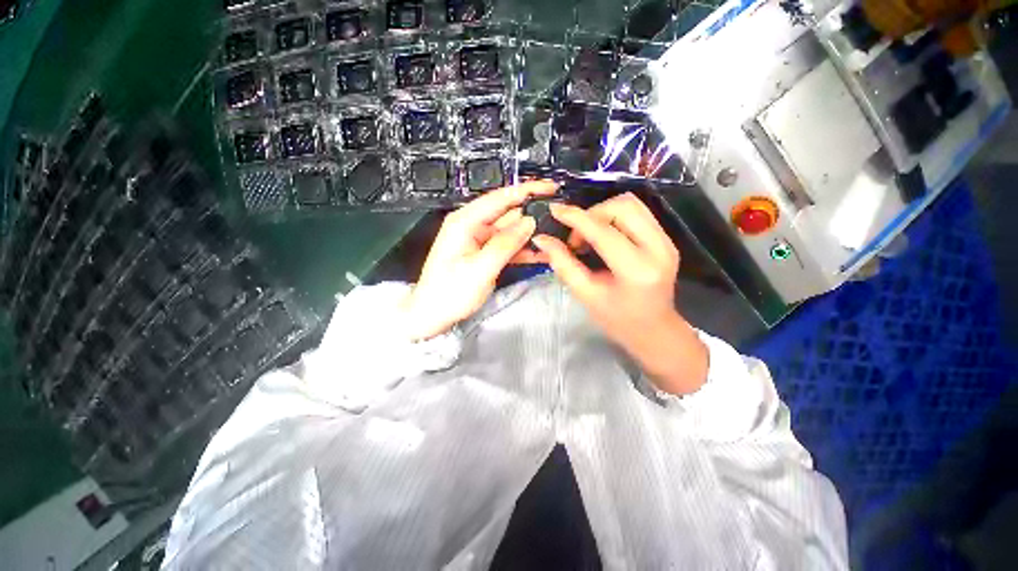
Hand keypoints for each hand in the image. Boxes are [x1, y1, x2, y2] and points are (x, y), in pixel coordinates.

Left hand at [400, 181, 557, 340]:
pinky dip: (521, 250)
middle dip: (532, 215)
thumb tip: (530, 221)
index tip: (551, 188)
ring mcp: (478, 240)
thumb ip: (505, 244)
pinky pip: (506, 246)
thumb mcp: (480, 269)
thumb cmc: (450, 293)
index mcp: (465, 221)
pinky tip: (540, 254)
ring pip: (510, 231)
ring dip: (530, 235)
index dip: (527, 190)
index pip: (500, 197)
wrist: (432, 315)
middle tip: (559, 220)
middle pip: (507, 213)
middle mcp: (472, 225)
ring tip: (555, 239)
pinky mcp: (483, 253)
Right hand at [532, 193, 708, 395]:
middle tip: (577, 239)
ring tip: (589, 236)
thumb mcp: (585, 295)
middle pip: (623, 206)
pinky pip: (638, 213)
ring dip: (603, 213)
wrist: (655, 330)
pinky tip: (603, 236)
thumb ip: (563, 264)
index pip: (603, 232)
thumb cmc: (617, 320)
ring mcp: (666, 241)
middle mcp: (658, 249)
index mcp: (636, 270)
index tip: (554, 211)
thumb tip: (542, 239)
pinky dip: (614, 218)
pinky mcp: (666, 239)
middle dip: (592, 214)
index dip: (576, 218)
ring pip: (632, 204)